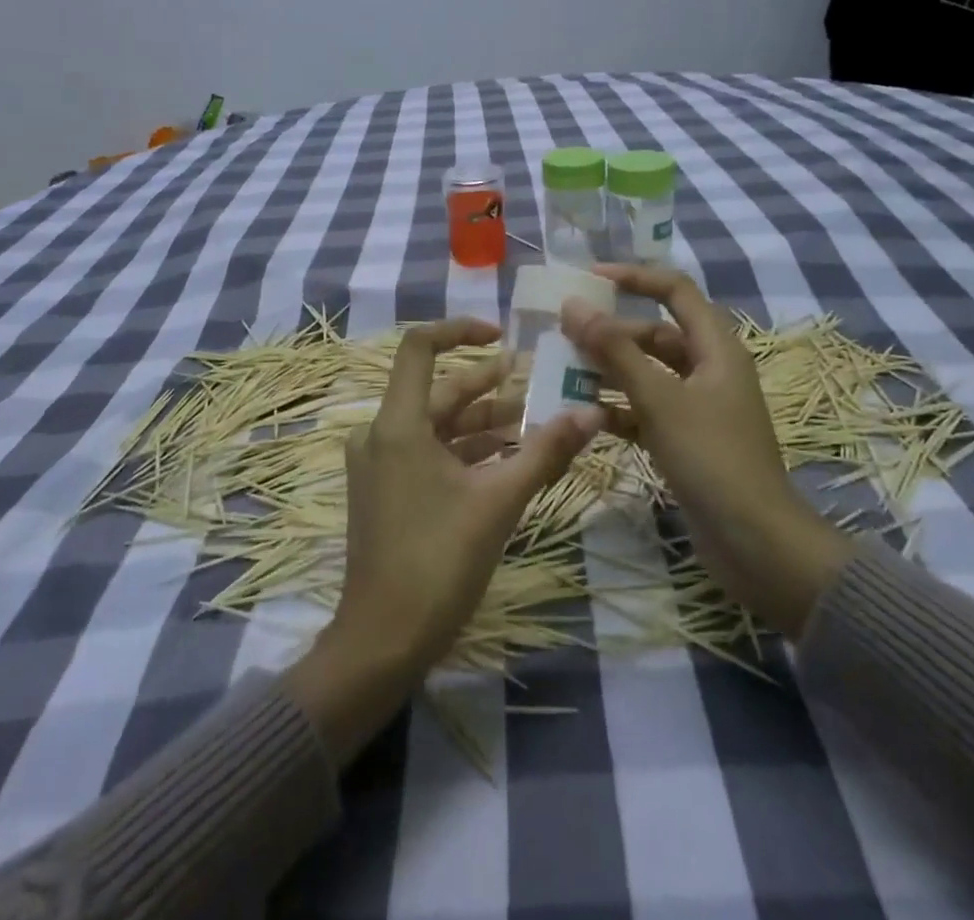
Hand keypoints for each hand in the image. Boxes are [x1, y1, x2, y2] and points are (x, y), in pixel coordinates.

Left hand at [287, 317, 603, 760]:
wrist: (382, 642)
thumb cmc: (437, 562)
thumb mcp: (499, 501)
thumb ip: (545, 452)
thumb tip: (592, 413)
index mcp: (398, 424)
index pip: (420, 348)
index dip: (460, 331)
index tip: (502, 335)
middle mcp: (381, 434)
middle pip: (440, 392)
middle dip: (490, 386)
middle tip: (538, 380)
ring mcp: (381, 464)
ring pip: (438, 426)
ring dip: (484, 422)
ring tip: (534, 420)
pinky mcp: (387, 491)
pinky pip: (430, 454)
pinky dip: (467, 451)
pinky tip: (509, 458)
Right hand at [560, 267, 849, 638]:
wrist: (756, 544)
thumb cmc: (711, 458)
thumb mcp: (659, 398)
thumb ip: (614, 350)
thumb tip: (572, 305)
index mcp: (716, 347)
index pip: (674, 291)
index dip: (634, 277)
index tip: (589, 278)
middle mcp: (709, 369)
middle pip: (655, 334)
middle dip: (611, 333)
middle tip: (565, 335)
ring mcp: (699, 407)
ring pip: (647, 374)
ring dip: (609, 372)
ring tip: (563, 373)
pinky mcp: (687, 439)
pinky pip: (646, 410)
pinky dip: (618, 408)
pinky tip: (585, 416)